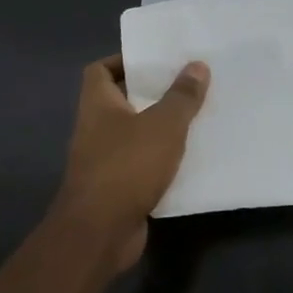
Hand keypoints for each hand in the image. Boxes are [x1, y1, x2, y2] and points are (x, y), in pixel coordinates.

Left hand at [54, 55, 209, 268]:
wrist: (100, 231)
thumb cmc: (127, 166)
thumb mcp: (163, 125)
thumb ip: (181, 96)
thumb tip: (197, 65)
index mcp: (98, 104)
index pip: (101, 69)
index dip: (124, 61)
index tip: (156, 60)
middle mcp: (95, 128)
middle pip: (122, 101)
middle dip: (153, 94)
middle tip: (188, 86)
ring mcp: (103, 160)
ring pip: (135, 135)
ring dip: (161, 129)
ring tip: (196, 119)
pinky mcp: (117, 188)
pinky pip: (142, 165)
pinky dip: (162, 161)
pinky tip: (190, 159)